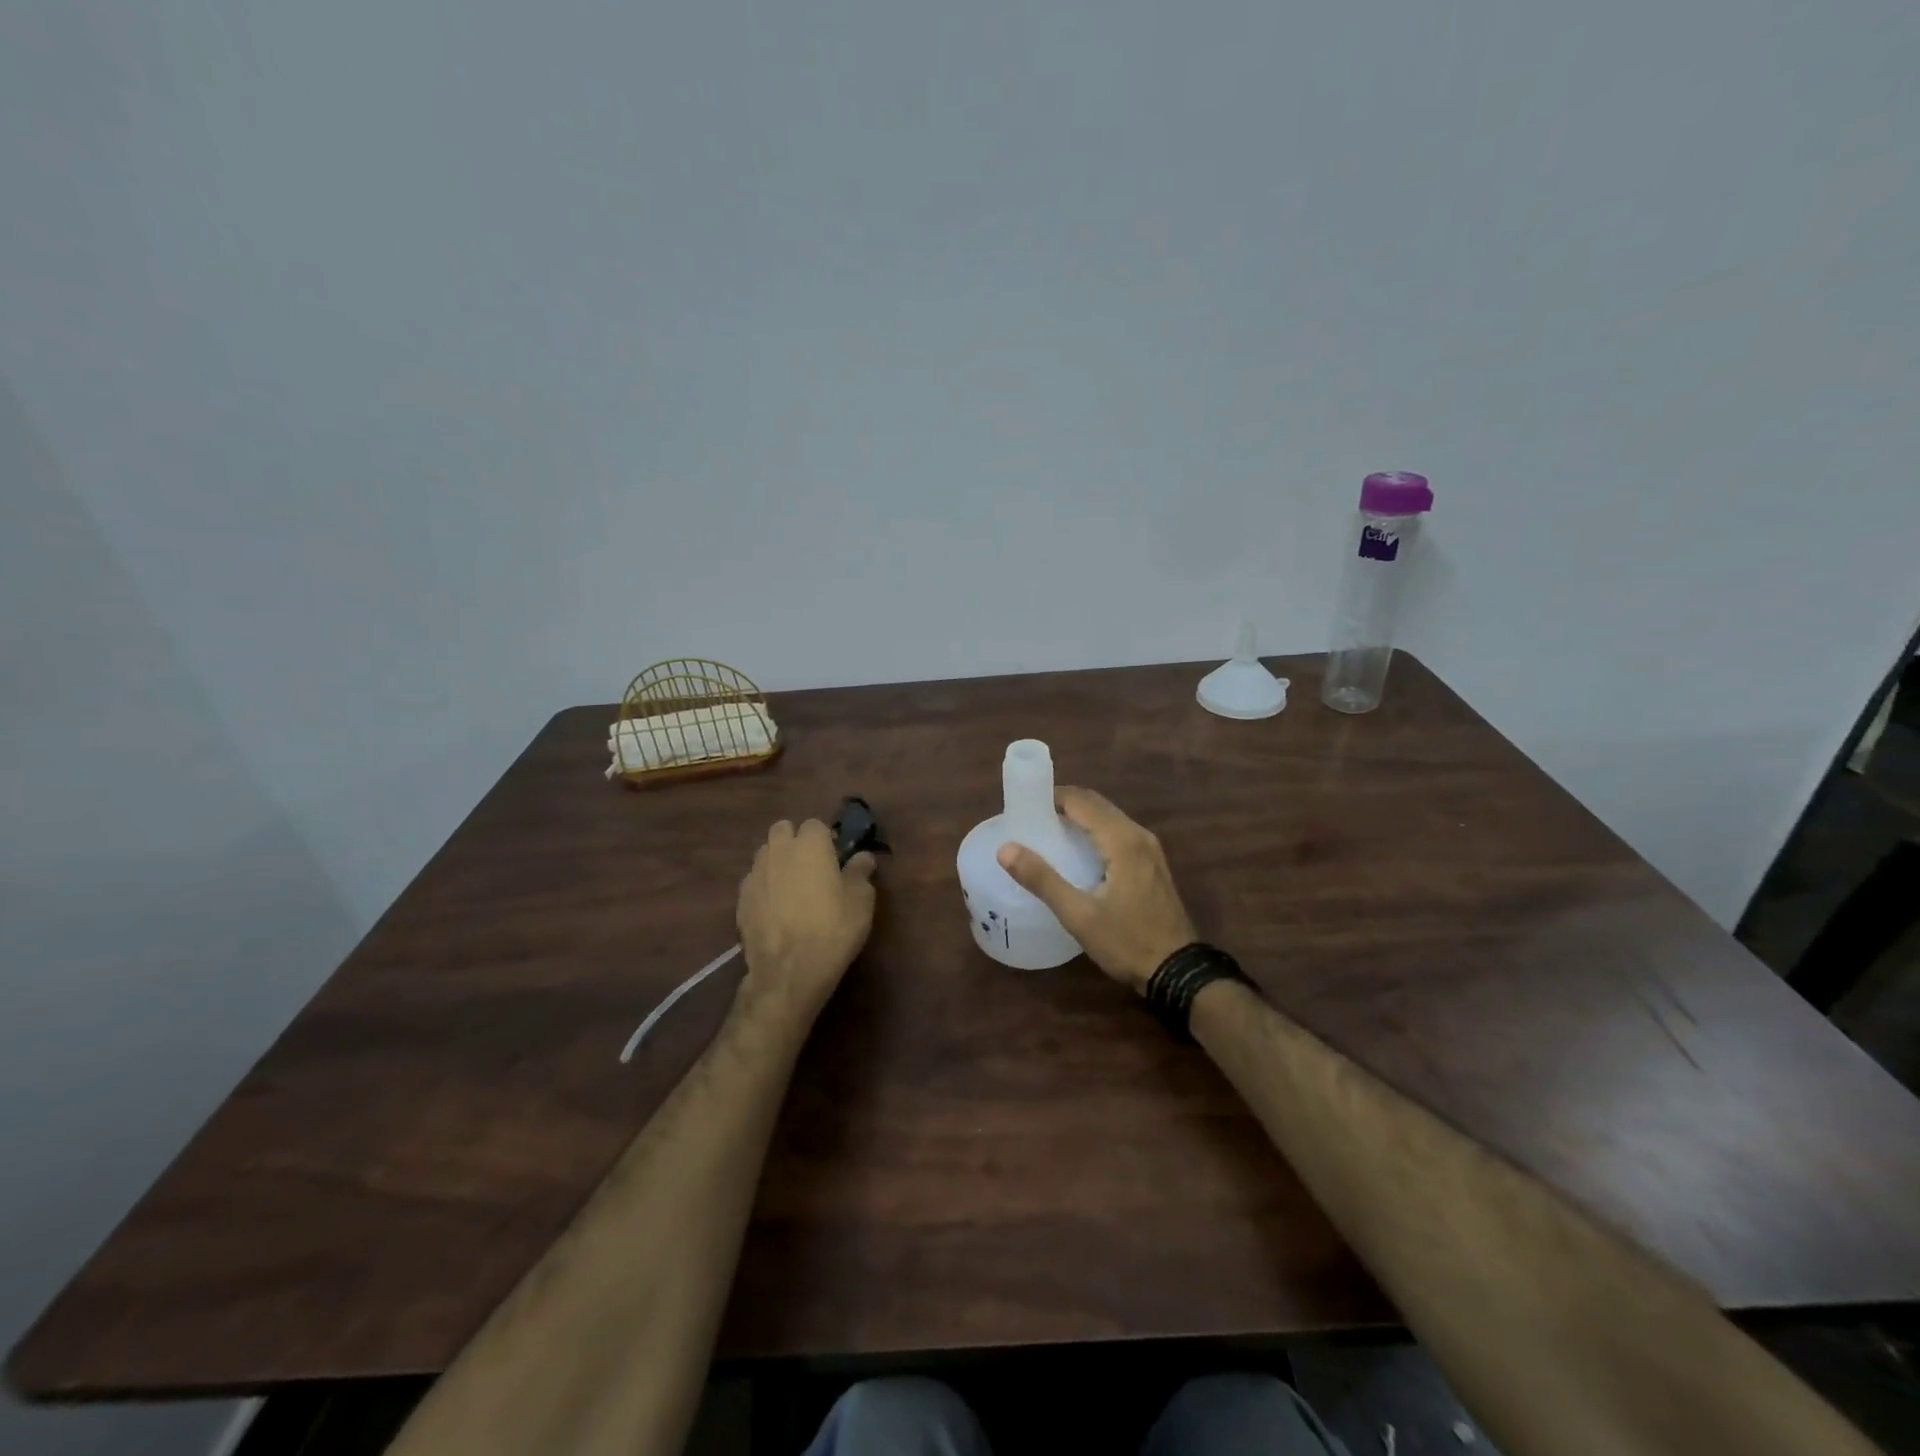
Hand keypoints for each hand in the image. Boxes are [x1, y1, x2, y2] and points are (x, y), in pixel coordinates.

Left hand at [737, 819, 877, 1018]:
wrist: (789, 971)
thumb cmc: (833, 929)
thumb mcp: (861, 901)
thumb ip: (860, 872)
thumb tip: (863, 857)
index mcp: (810, 844)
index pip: (815, 824)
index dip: (826, 839)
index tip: (836, 858)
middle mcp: (778, 851)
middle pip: (783, 830)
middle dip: (795, 841)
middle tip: (812, 867)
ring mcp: (755, 874)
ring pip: (766, 854)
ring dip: (778, 862)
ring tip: (792, 888)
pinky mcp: (741, 900)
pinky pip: (754, 882)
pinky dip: (765, 888)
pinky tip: (775, 910)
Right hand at [996, 786, 1196, 993]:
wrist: (1177, 972)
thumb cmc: (1127, 942)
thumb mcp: (1079, 915)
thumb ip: (1042, 880)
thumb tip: (1006, 849)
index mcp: (1123, 840)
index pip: (1082, 801)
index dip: (1051, 797)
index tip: (1023, 807)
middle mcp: (1139, 835)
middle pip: (1097, 804)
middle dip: (1063, 805)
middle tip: (1030, 819)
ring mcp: (1149, 849)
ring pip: (1109, 818)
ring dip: (1079, 817)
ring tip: (1047, 832)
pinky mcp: (1151, 863)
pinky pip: (1118, 833)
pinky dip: (1094, 831)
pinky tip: (1076, 852)